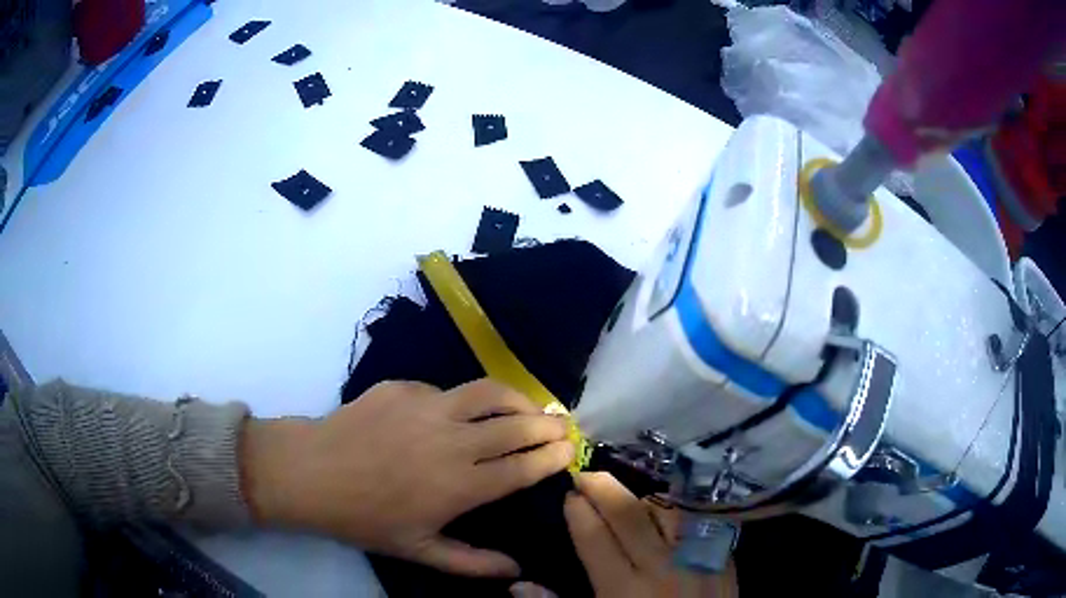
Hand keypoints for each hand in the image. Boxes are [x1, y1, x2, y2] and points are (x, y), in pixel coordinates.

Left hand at [241, 379, 574, 577]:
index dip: (552, 456)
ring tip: (528, 405)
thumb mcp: (419, 551)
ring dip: (517, 398)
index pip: (522, 467)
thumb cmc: (365, 518)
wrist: (310, 473)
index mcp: (460, 486)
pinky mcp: (404, 387)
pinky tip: (457, 413)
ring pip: (488, 393)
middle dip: (547, 424)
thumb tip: (516, 569)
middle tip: (562, 424)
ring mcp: (427, 407)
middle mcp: (452, 441)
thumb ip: (472, 562)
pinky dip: (463, 401)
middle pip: (515, 426)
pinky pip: (445, 391)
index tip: (570, 448)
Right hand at [511, 472, 736, 596]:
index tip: (568, 495)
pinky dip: (678, 513)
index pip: (596, 538)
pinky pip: (699, 521)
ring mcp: (697, 558)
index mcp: (623, 589)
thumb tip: (519, 584)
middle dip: (603, 489)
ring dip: (643, 500)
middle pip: (630, 515)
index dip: (579, 512)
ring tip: (626, 499)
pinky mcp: (723, 557)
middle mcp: (661, 566)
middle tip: (585, 476)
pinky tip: (667, 514)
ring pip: (668, 510)